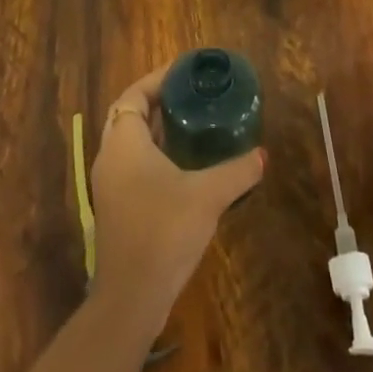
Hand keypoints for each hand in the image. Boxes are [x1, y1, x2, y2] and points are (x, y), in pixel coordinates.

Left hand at [90, 64, 264, 325]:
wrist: (131, 298)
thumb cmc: (164, 231)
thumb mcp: (208, 195)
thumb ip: (237, 171)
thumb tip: (262, 155)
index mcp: (124, 142)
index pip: (133, 95)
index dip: (157, 79)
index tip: (185, 73)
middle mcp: (110, 158)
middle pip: (129, 115)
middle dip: (158, 102)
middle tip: (192, 96)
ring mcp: (110, 186)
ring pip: (131, 143)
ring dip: (156, 130)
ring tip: (192, 124)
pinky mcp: (117, 209)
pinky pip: (133, 166)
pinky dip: (154, 155)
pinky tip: (185, 166)